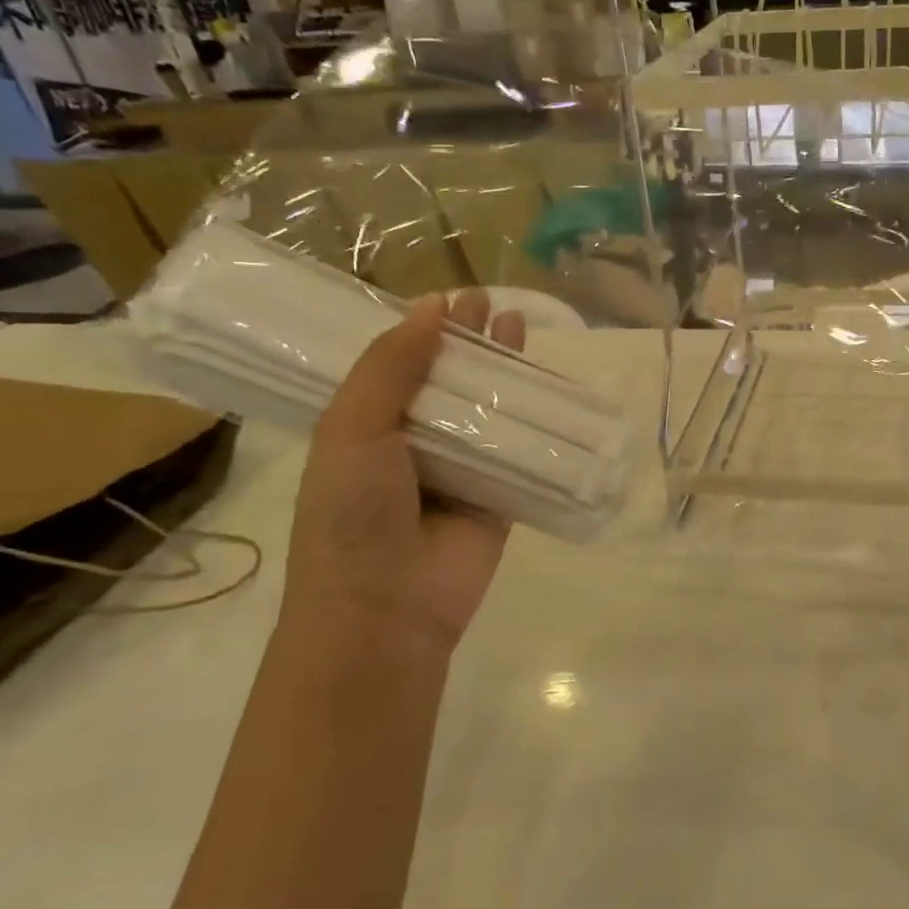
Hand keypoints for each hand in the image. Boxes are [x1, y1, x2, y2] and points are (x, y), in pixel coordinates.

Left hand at [282, 291, 525, 648]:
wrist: (386, 609)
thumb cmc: (353, 514)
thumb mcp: (353, 429)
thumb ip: (390, 367)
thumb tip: (432, 307)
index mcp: (368, 428)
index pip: (401, 366)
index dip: (427, 331)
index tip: (455, 299)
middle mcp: (415, 445)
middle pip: (451, 382)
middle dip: (472, 344)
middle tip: (495, 305)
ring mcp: (461, 471)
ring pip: (490, 411)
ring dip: (506, 373)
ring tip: (521, 328)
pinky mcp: (501, 496)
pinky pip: (523, 450)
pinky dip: (540, 421)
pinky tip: (555, 389)